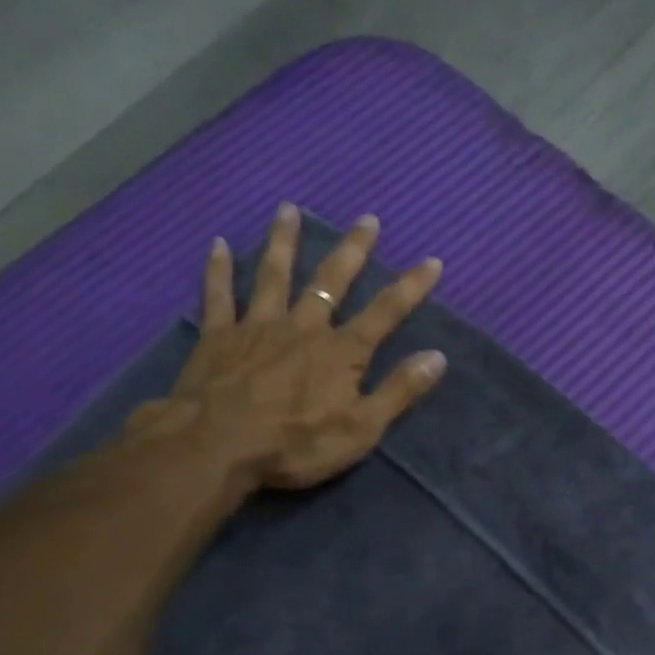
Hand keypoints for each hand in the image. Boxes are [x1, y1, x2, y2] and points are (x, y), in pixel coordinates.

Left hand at [129, 203, 447, 488]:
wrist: (218, 445)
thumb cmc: (297, 444)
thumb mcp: (362, 428)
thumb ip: (399, 391)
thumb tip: (438, 357)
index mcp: (341, 352)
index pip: (385, 312)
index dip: (411, 287)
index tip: (432, 261)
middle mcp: (303, 327)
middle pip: (331, 281)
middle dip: (353, 250)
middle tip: (367, 219)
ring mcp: (258, 326)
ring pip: (274, 275)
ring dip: (284, 241)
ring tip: (288, 209)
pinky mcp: (219, 336)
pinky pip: (219, 294)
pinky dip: (218, 269)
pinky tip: (216, 244)